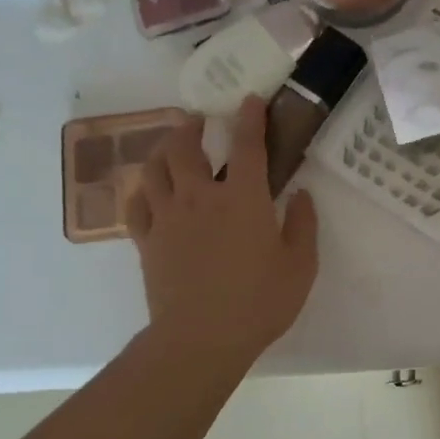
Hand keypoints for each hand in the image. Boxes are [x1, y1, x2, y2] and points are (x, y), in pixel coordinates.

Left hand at [125, 96, 318, 358]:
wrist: (201, 338)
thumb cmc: (260, 302)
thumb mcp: (300, 266)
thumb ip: (303, 225)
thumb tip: (301, 194)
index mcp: (242, 199)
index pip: (246, 145)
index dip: (249, 118)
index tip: (250, 100)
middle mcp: (200, 197)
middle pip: (185, 147)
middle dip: (192, 126)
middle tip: (199, 120)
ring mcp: (167, 217)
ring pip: (155, 168)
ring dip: (163, 149)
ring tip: (172, 146)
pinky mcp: (147, 240)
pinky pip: (136, 203)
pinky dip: (142, 188)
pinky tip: (149, 189)